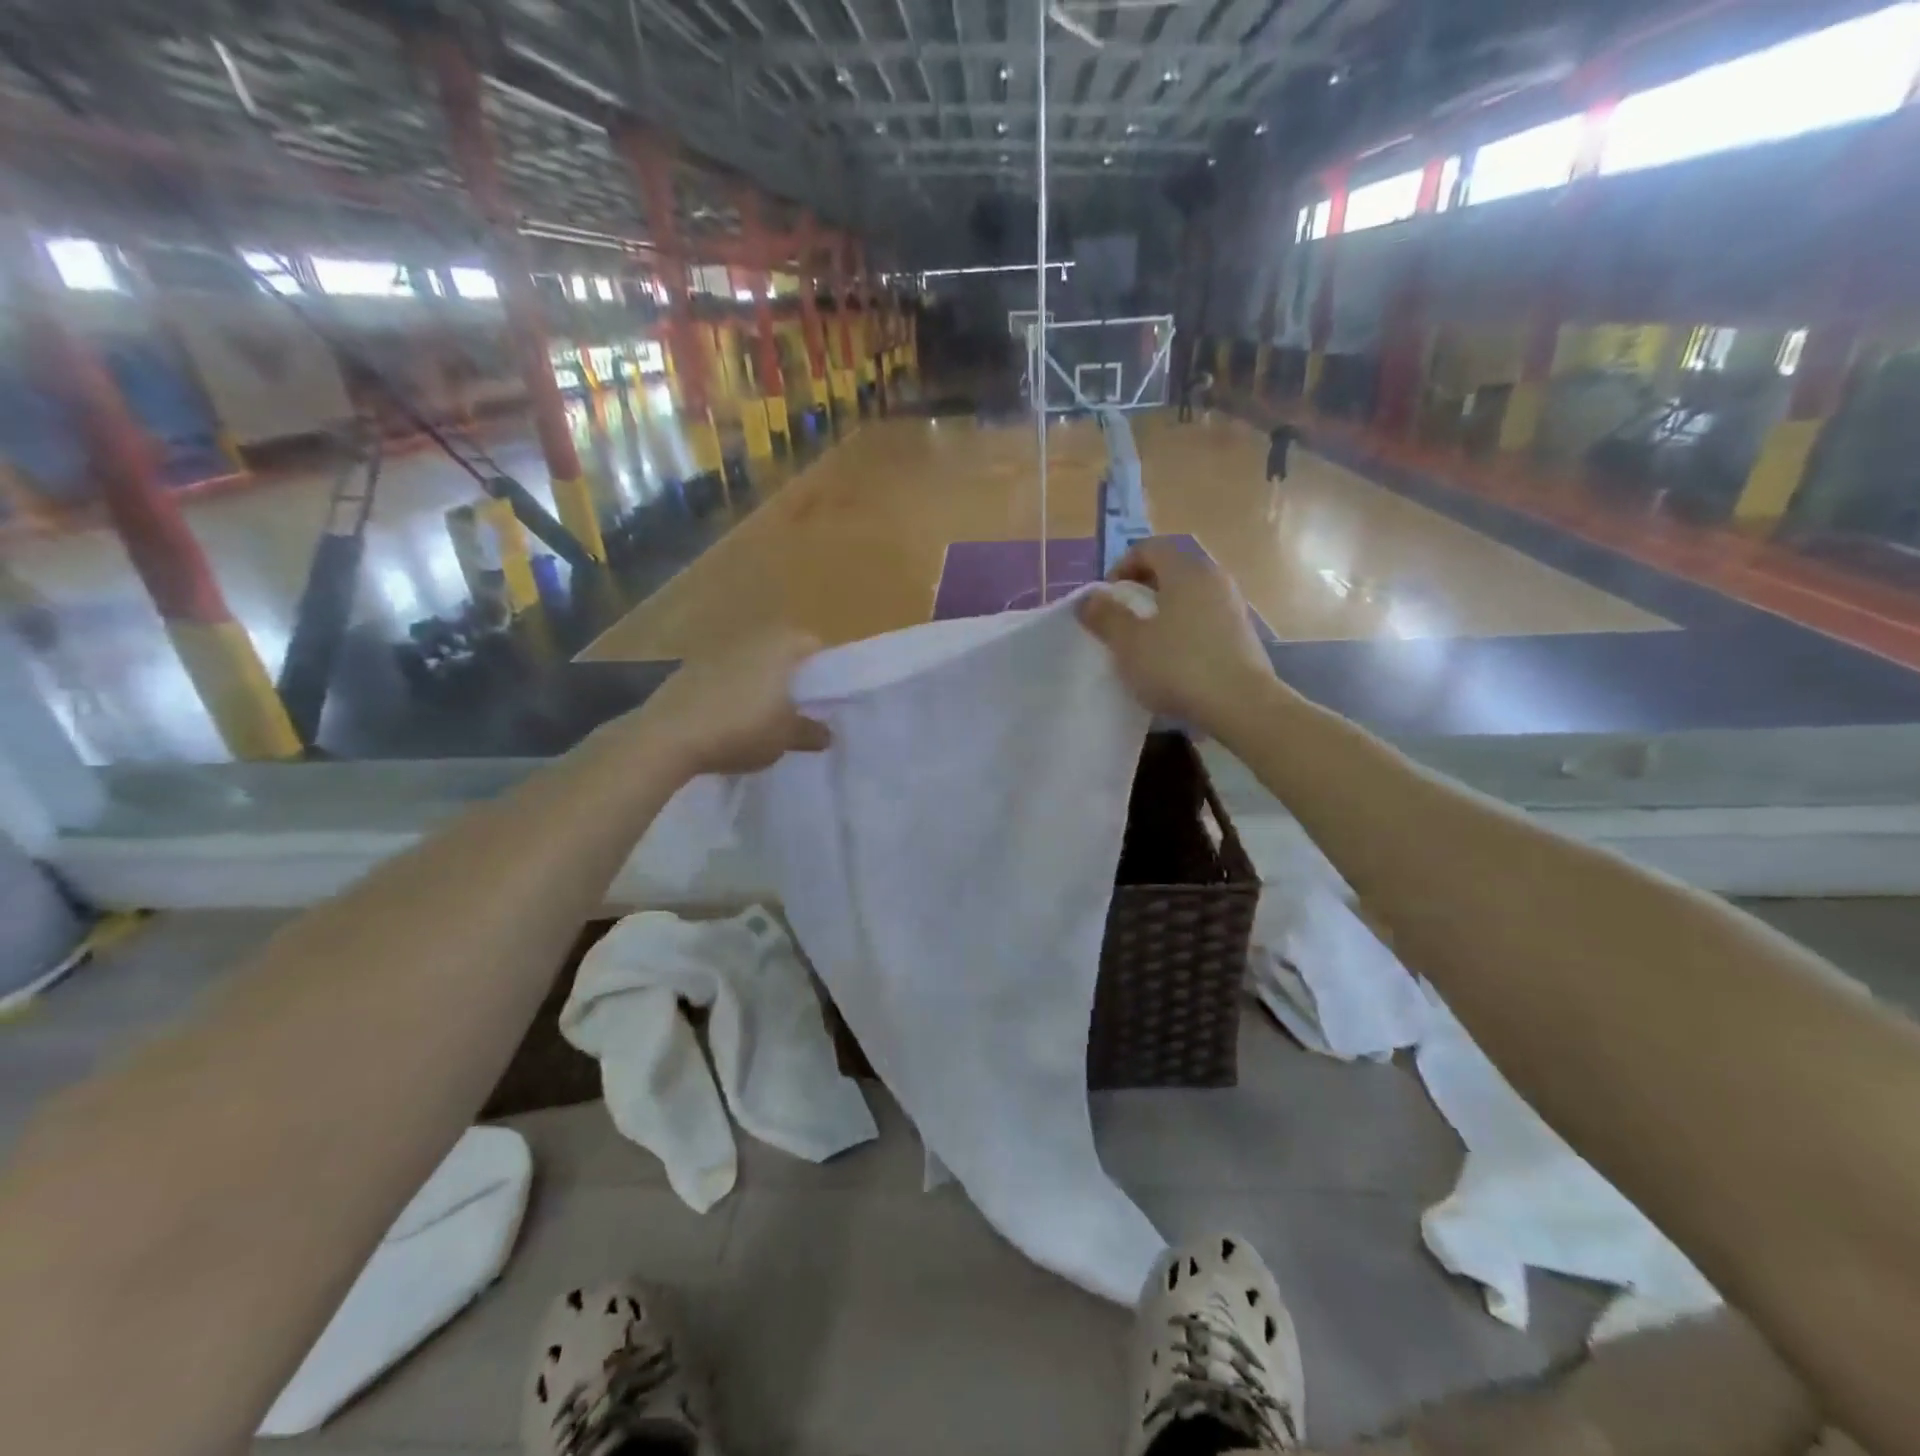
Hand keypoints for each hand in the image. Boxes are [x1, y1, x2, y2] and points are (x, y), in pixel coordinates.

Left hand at [622, 628, 830, 777]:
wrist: (668, 737)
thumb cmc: (741, 729)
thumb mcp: (785, 738)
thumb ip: (810, 732)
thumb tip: (827, 733)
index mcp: (781, 646)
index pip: (816, 647)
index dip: (825, 673)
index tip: (826, 700)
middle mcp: (752, 638)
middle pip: (783, 652)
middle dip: (792, 677)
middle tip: (799, 709)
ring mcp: (717, 650)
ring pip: (753, 662)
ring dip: (761, 683)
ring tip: (764, 717)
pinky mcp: (689, 668)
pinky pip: (725, 675)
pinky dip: (733, 690)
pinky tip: (729, 719)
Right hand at [1076, 540, 1275, 737]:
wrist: (1241, 704)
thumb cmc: (1178, 665)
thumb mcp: (1129, 643)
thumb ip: (1105, 616)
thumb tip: (1089, 598)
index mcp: (1185, 571)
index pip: (1149, 549)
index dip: (1121, 567)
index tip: (1107, 599)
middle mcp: (1213, 578)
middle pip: (1170, 571)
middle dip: (1141, 592)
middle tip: (1121, 621)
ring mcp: (1232, 606)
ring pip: (1188, 597)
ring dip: (1163, 613)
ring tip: (1145, 644)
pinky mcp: (1242, 634)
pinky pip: (1203, 620)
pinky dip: (1183, 630)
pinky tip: (1173, 661)